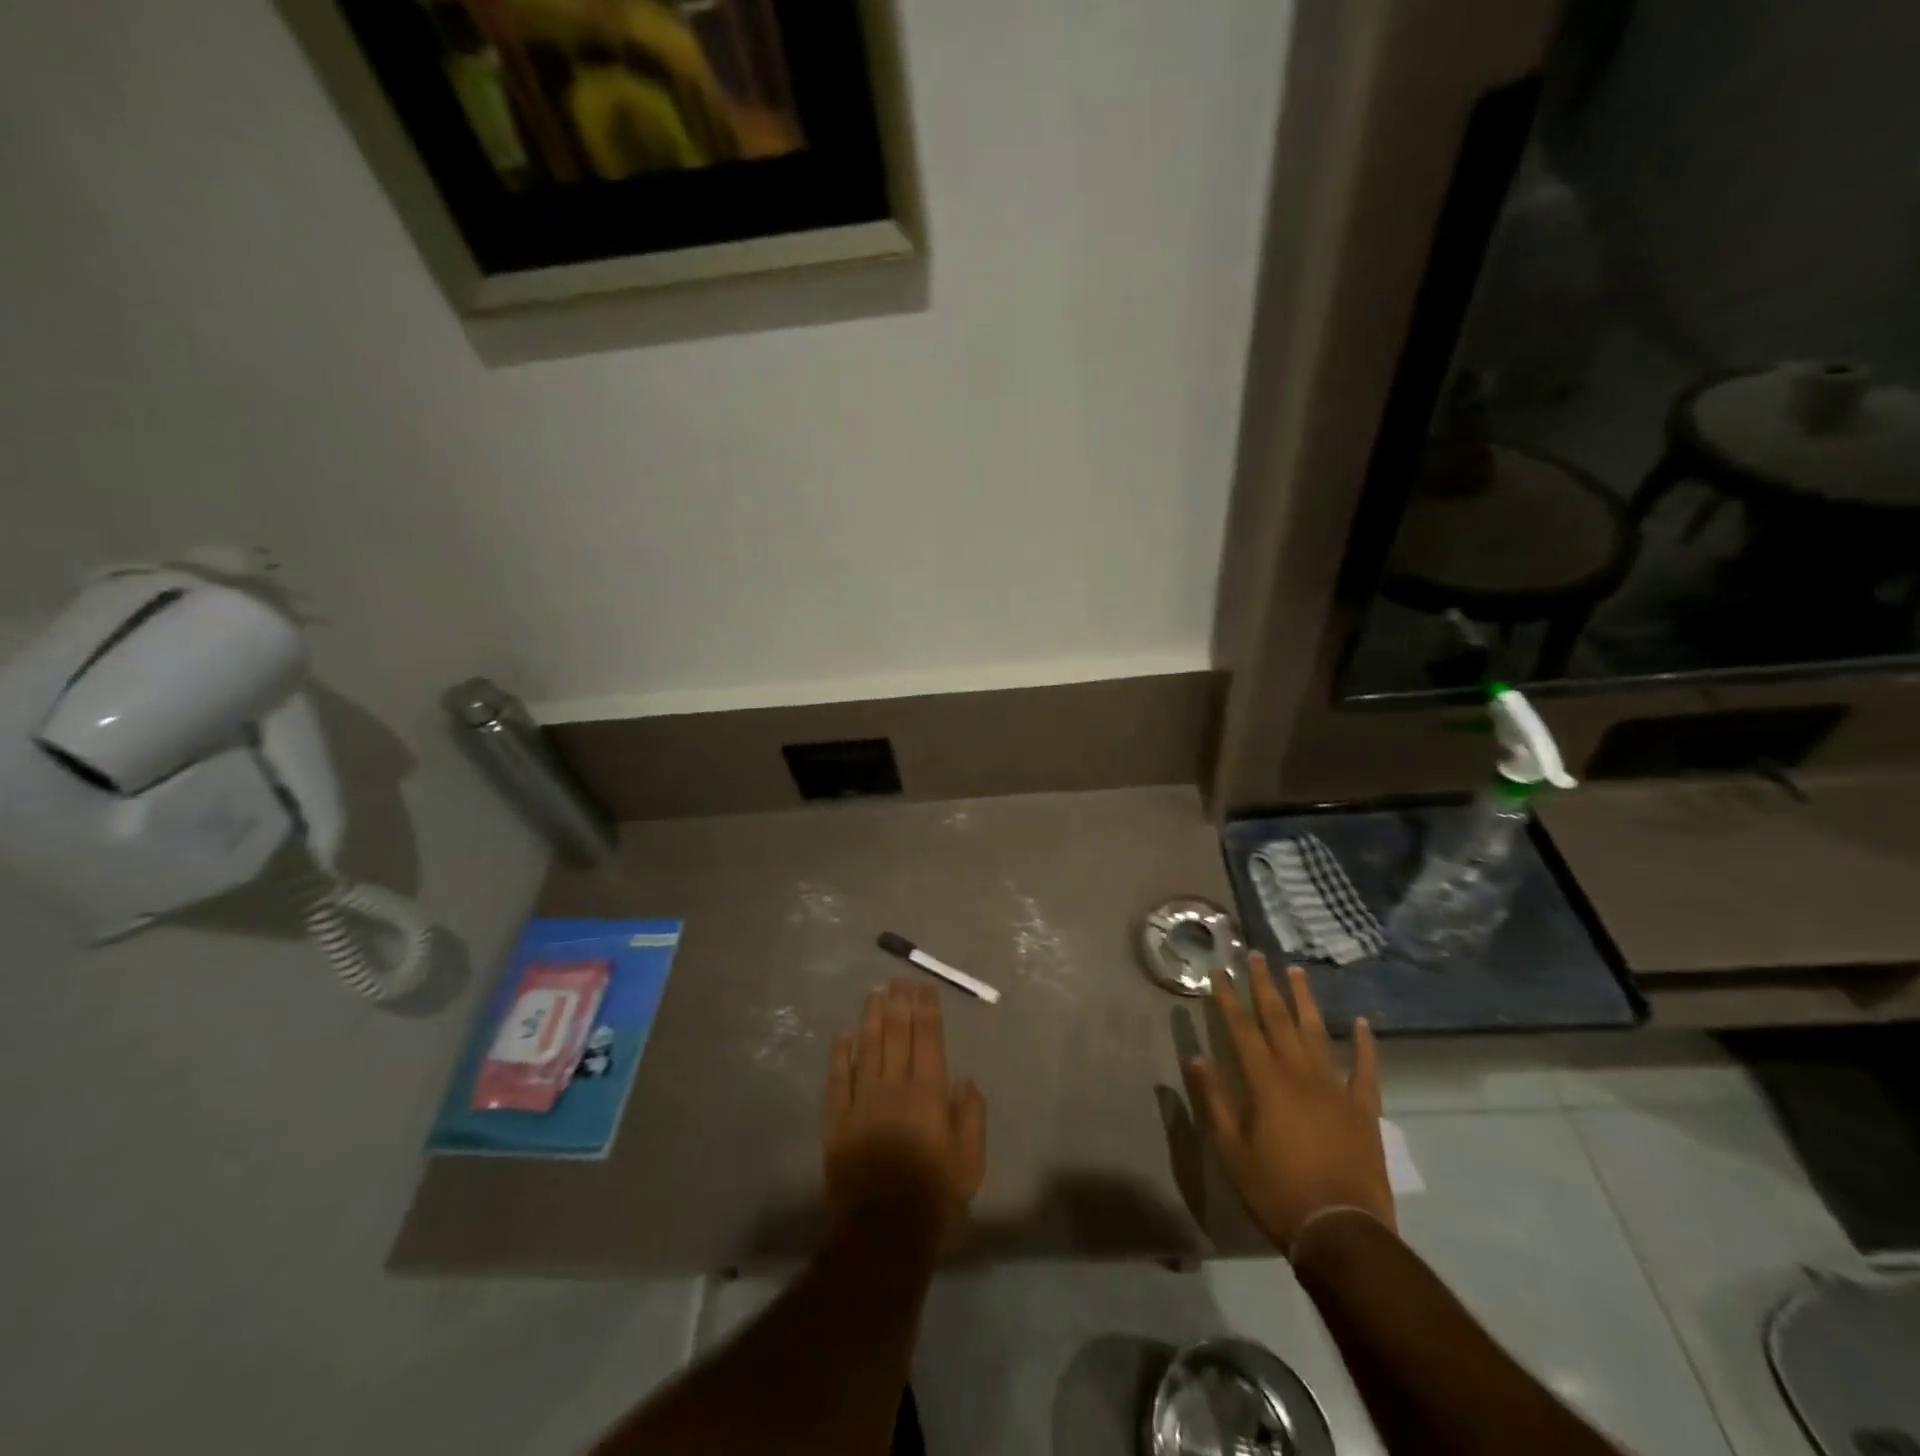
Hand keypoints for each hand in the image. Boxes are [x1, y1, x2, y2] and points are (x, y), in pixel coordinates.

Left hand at [823, 980, 986, 1233]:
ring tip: (874, 994)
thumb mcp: (969, 1165)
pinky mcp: (837, 1121)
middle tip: (898, 979)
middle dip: (898, 1003)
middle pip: (896, 1034)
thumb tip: (964, 1080)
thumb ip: (970, 1118)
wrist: (880, 1237)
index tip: (924, 987)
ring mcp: (862, 1102)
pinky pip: (838, 1079)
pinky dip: (840, 1054)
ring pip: (867, 1048)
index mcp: (928, 1095)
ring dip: (871, 1018)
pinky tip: (843, 1035)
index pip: (928, 1040)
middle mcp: (894, 1087)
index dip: (926, 1010)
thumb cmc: (934, 1201)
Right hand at [1184, 953, 1393, 1254]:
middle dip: (1264, 985)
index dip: (1227, 997)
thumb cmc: (1276, 1191)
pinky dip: (1364, 1045)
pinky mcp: (1363, 1109)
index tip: (1219, 970)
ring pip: (1317, 1033)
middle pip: (1278, 1019)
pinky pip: (1366, 1070)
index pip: (1241, 1028)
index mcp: (1265, 1081)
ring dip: (1304, 1000)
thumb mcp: (1231, 1149)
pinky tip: (1359, 1023)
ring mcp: (1335, 1088)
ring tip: (1296, 971)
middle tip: (1256, 955)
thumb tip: (1195, 1056)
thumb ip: (1213, 1099)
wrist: (1341, 1231)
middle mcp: (1299, 1073)